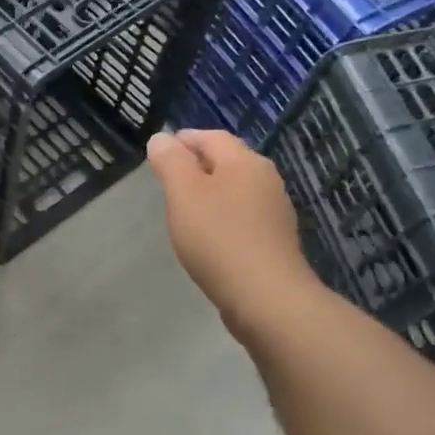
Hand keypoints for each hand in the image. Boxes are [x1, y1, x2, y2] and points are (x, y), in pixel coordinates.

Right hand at [146, 129, 320, 340]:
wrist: (265, 297)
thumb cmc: (218, 238)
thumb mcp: (184, 193)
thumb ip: (170, 162)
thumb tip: (161, 138)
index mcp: (244, 162)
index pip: (211, 137)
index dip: (184, 140)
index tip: (160, 152)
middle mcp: (266, 180)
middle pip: (227, 161)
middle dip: (197, 164)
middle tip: (168, 179)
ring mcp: (274, 212)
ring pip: (236, 190)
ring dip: (211, 192)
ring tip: (184, 208)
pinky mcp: (274, 241)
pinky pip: (243, 217)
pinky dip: (222, 216)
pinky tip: (208, 236)